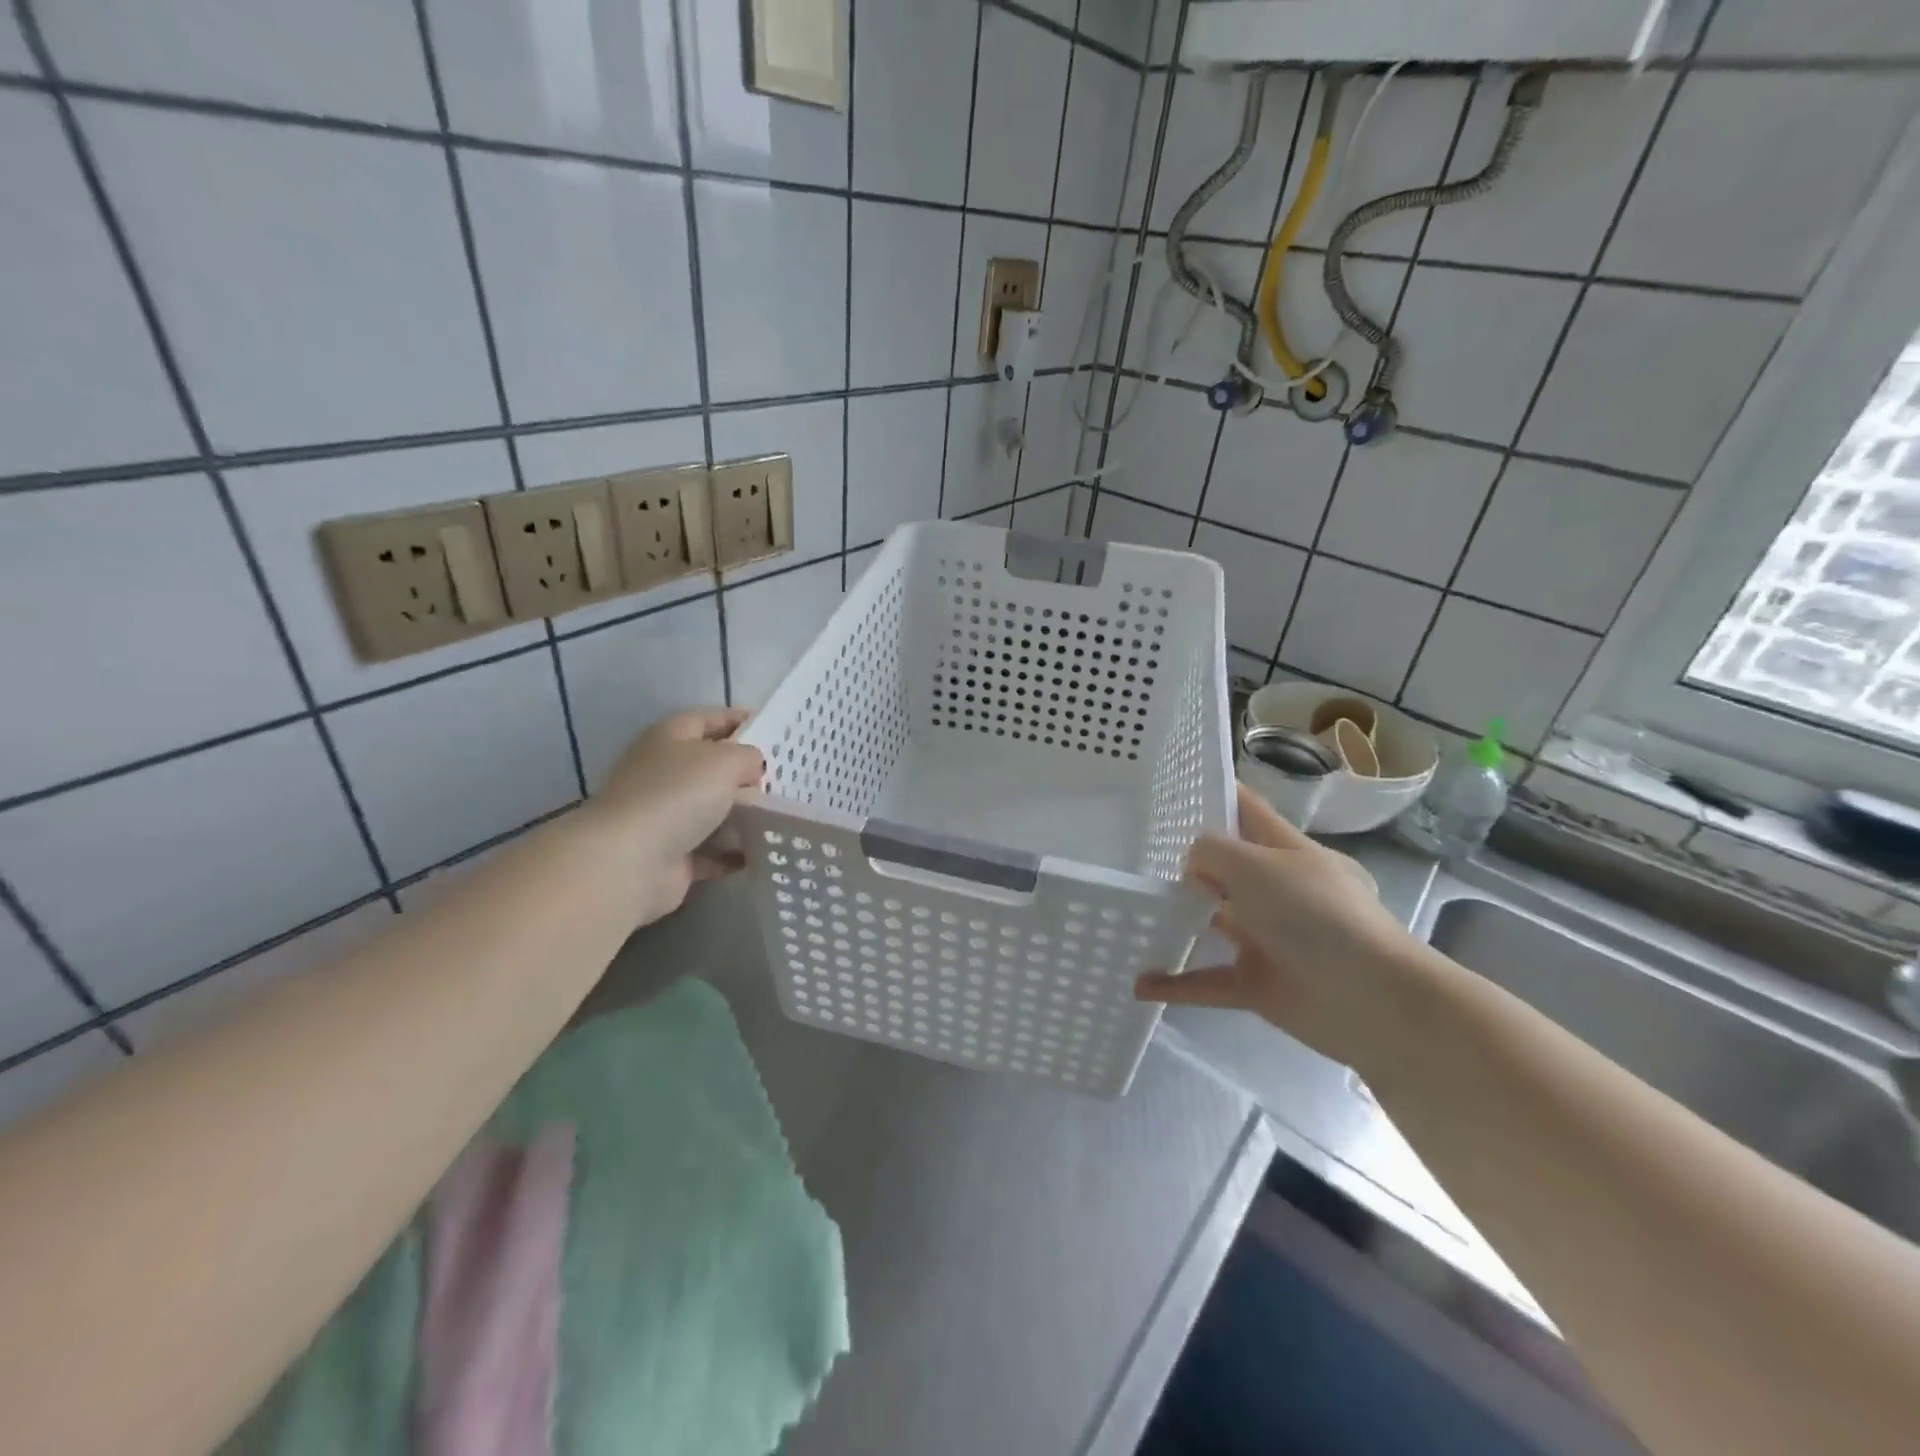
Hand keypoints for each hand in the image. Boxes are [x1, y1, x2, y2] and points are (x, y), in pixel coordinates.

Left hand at [586, 709, 764, 927]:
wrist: (631, 861)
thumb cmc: (678, 795)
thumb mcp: (726, 760)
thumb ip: (749, 757)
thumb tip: (752, 771)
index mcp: (669, 738)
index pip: (709, 719)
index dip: (740, 720)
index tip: (776, 730)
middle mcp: (662, 773)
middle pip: (711, 767)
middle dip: (747, 772)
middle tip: (786, 777)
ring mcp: (664, 816)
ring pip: (713, 810)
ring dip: (743, 815)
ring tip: (782, 815)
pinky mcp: (671, 854)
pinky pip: (711, 850)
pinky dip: (734, 852)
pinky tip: (762, 850)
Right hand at [1135, 784, 1430, 1069]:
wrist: (1372, 1001)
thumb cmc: (1317, 915)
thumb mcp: (1258, 866)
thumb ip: (1213, 853)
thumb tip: (1192, 866)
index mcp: (1288, 852)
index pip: (1247, 811)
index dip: (1216, 795)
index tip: (1170, 787)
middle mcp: (1277, 891)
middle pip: (1225, 868)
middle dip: (1185, 862)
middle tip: (1132, 855)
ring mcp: (1267, 938)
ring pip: (1212, 923)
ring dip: (1176, 921)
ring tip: (1131, 912)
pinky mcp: (1258, 983)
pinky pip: (1207, 980)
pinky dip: (1176, 983)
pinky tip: (1140, 983)